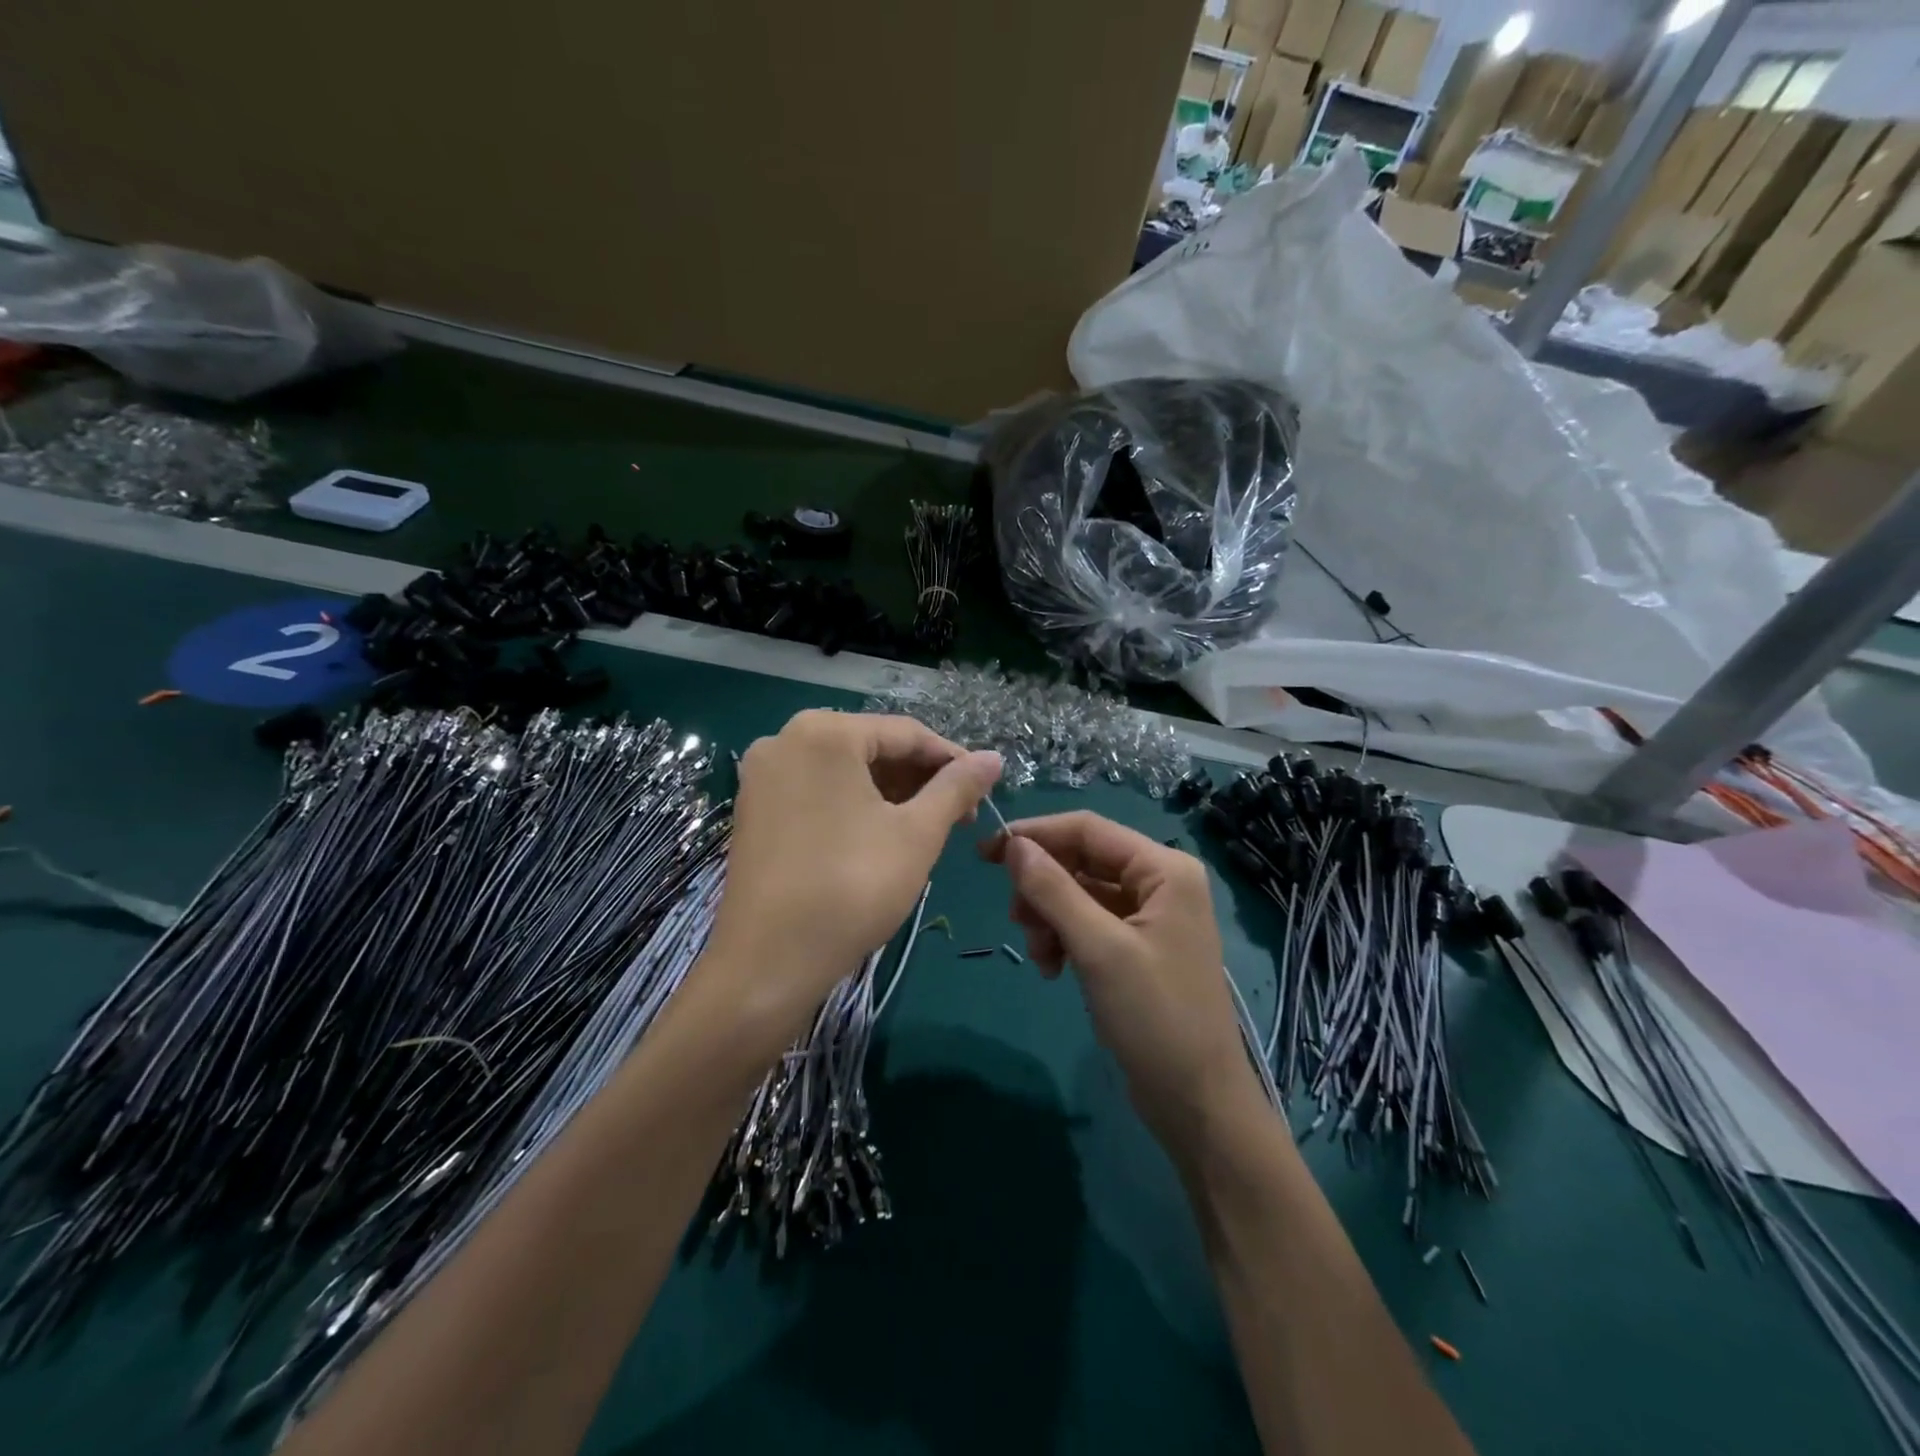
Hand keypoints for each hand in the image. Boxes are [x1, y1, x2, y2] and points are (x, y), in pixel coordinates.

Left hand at [707, 711, 1000, 1031]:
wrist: (769, 962)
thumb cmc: (852, 887)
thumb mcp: (917, 834)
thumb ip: (957, 787)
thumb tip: (994, 758)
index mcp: (824, 732)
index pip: (906, 733)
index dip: (952, 760)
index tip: (984, 790)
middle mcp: (785, 740)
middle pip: (871, 748)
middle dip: (919, 779)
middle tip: (958, 815)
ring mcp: (762, 776)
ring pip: (844, 771)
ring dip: (890, 793)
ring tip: (926, 828)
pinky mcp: (752, 809)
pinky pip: (816, 791)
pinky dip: (853, 805)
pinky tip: (879, 835)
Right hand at [982, 812, 1258, 1151]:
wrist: (1197, 1101)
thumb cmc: (1155, 1017)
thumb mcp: (1099, 949)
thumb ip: (1054, 890)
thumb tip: (1014, 844)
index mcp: (1164, 869)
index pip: (1087, 828)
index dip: (1035, 834)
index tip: (986, 852)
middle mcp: (1159, 881)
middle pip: (1082, 860)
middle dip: (1043, 887)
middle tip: (1016, 920)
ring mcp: (1148, 914)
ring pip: (1079, 892)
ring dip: (1049, 917)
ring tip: (1040, 956)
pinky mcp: (1136, 945)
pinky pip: (1087, 922)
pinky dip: (1063, 938)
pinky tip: (1053, 969)